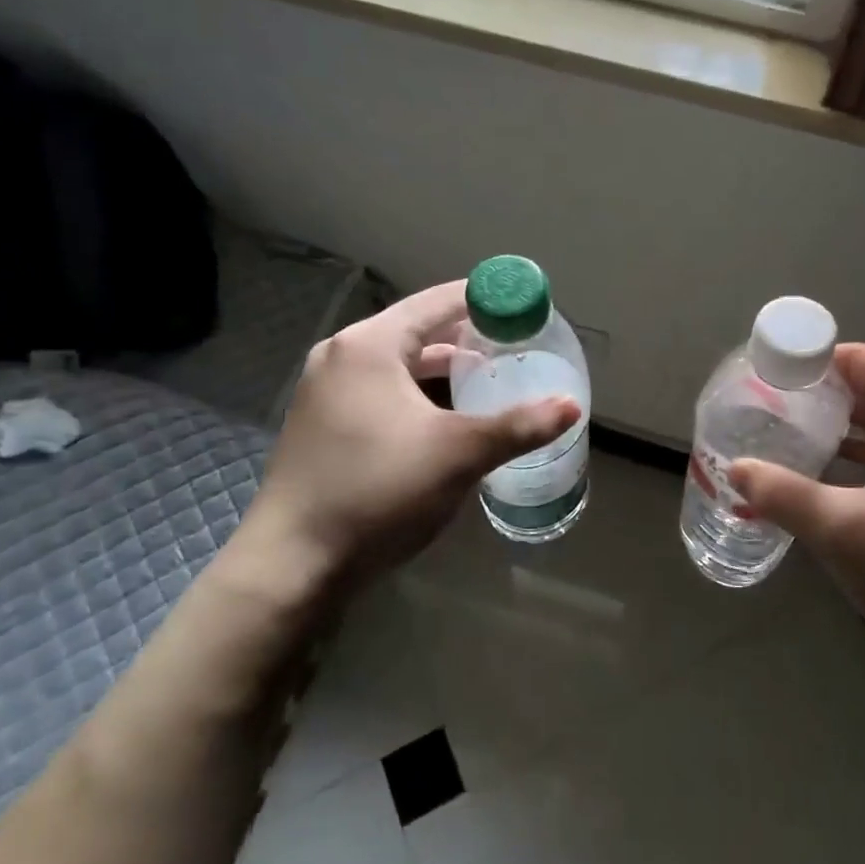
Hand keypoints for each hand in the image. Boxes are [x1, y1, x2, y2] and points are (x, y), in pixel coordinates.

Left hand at [224, 283, 580, 607]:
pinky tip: (446, 414)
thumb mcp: (458, 455)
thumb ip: (519, 426)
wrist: (293, 563)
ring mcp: (327, 390)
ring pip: (399, 362)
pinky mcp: (323, 422)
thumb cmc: (378, 491)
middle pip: (419, 329)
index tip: (526, 308)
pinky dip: (418, 390)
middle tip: (516, 345)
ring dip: (443, 367)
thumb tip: (571, 407)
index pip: (438, 302)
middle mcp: (343, 355)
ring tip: (489, 377)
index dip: (486, 300)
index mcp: (370, 345)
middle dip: (469, 336)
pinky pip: (382, 388)